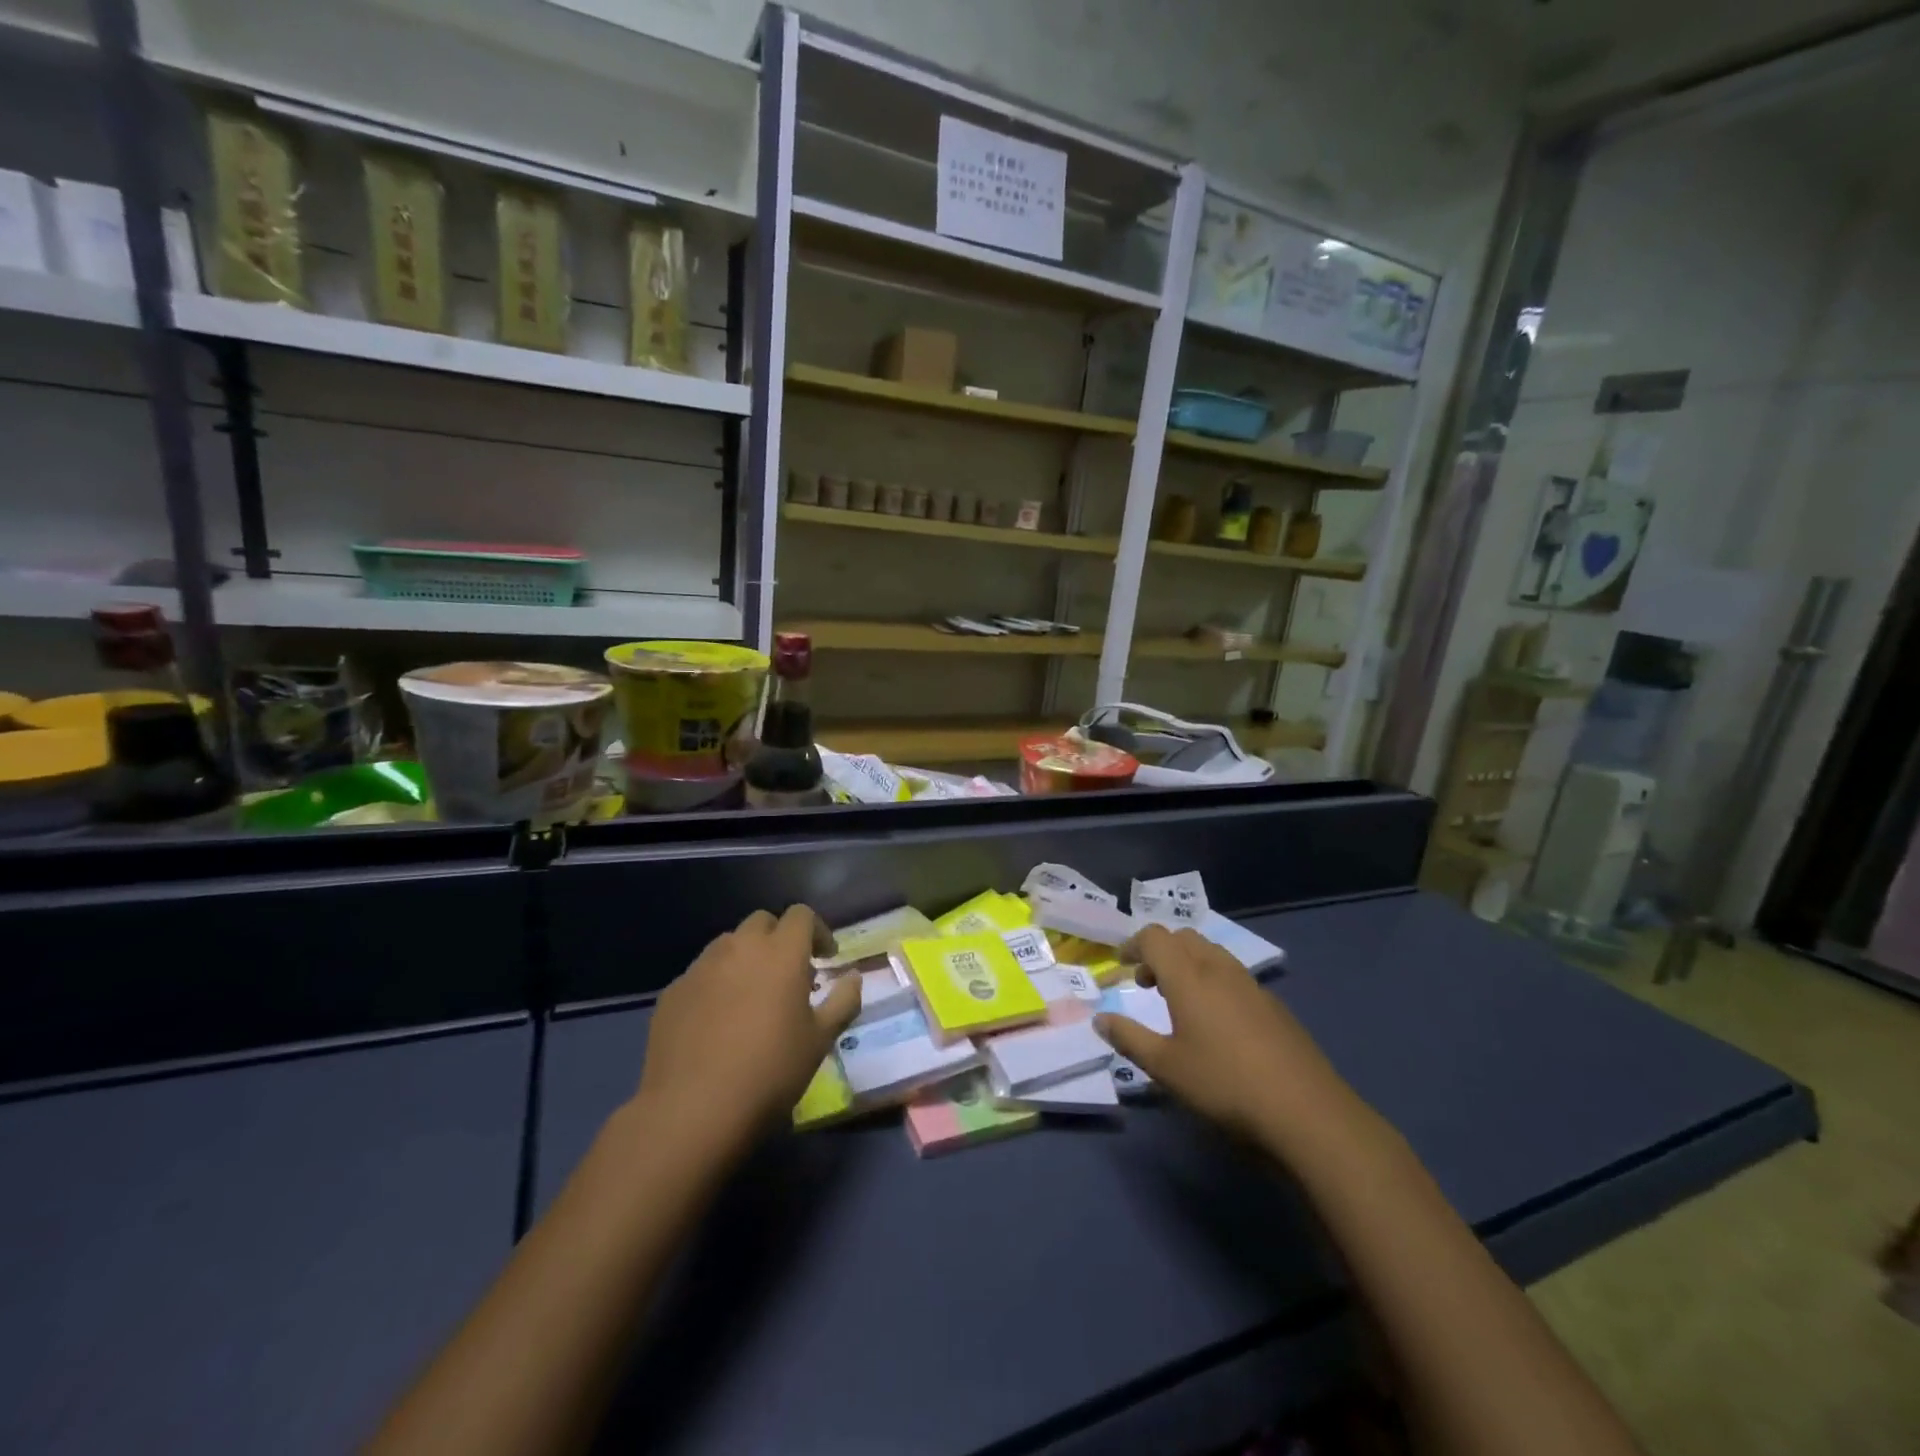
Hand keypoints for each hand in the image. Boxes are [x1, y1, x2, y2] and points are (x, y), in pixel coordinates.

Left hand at [636, 906, 861, 1154]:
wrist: (692, 1110)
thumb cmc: (770, 1071)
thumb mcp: (820, 1040)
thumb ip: (843, 1001)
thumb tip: (854, 977)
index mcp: (781, 952)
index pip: (801, 915)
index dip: (817, 931)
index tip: (826, 958)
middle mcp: (739, 947)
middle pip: (762, 922)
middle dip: (779, 939)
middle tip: (790, 974)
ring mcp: (701, 967)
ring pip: (728, 944)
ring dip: (746, 958)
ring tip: (752, 995)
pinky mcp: (673, 992)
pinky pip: (701, 974)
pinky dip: (717, 983)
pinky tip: (718, 1021)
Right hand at [1093, 925, 1358, 1146]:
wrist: (1306, 1111)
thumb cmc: (1224, 1084)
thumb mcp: (1165, 1067)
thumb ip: (1129, 1038)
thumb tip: (1100, 1019)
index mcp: (1188, 976)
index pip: (1154, 937)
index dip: (1133, 944)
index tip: (1121, 965)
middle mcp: (1219, 969)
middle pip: (1184, 937)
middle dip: (1160, 951)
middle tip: (1146, 983)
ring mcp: (1251, 985)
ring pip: (1211, 953)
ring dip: (1187, 963)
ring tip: (1179, 1001)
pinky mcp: (1274, 1005)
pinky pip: (1233, 975)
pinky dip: (1213, 981)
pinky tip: (1217, 1023)